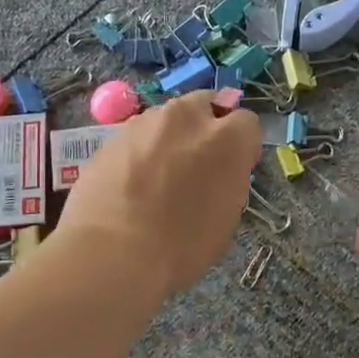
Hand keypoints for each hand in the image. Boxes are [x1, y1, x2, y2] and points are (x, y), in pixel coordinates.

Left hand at [56, 93, 261, 296]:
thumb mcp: (225, 216)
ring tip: (157, 176)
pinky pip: (136, 136)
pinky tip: (130, 183)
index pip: (246, 122)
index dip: (240, 144)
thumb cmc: (181, 246)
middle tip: (195, 163)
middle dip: (204, 126)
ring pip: (167, 118)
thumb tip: (220, 168)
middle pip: (204, 105)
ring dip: (169, 137)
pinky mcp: (112, 135)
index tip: (231, 166)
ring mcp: (145, 122)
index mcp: (226, 138)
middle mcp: (188, 117)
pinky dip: (139, 151)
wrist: (112, 252)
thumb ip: (228, 178)